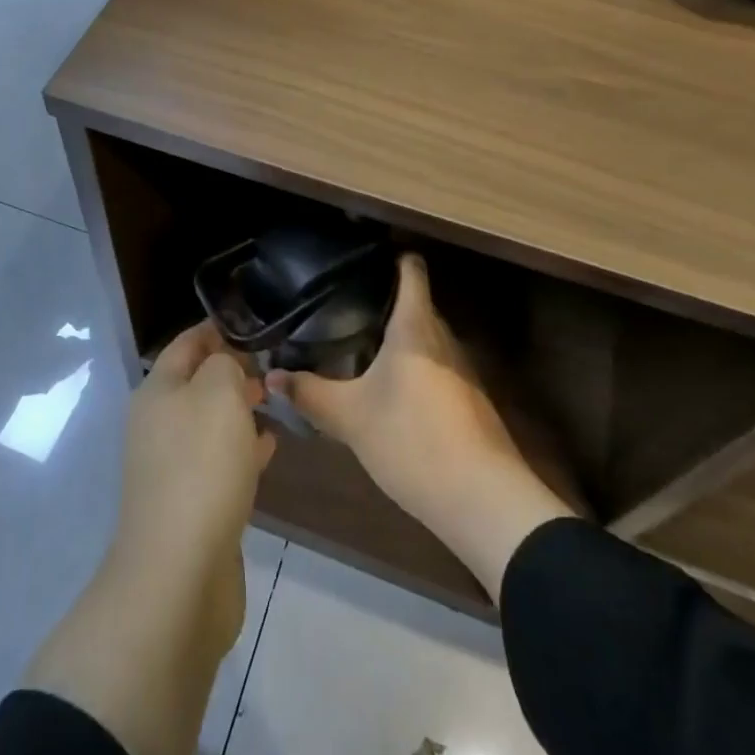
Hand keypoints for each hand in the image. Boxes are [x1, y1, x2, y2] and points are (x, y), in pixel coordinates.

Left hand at [23, 323, 273, 754]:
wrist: (179, 573)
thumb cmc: (200, 467)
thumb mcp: (218, 393)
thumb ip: (225, 363)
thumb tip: (228, 363)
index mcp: (158, 390)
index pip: (188, 342)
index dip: (219, 328)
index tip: (259, 321)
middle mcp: (158, 423)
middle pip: (198, 382)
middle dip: (234, 369)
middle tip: (276, 363)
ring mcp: (172, 465)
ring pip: (210, 422)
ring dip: (240, 409)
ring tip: (278, 399)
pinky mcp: (190, 502)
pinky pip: (219, 461)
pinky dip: (243, 448)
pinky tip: (270, 446)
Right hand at [267, 253, 572, 599]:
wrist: (483, 499)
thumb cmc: (412, 440)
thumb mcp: (350, 418)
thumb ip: (310, 394)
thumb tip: (271, 377)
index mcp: (416, 326)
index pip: (411, 270)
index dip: (390, 256)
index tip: (361, 256)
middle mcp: (443, 338)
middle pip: (417, 303)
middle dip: (383, 301)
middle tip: (342, 305)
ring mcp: (461, 370)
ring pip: (426, 338)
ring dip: (397, 337)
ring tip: (358, 342)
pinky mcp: (469, 400)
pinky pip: (435, 366)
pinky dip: (412, 366)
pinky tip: (389, 388)